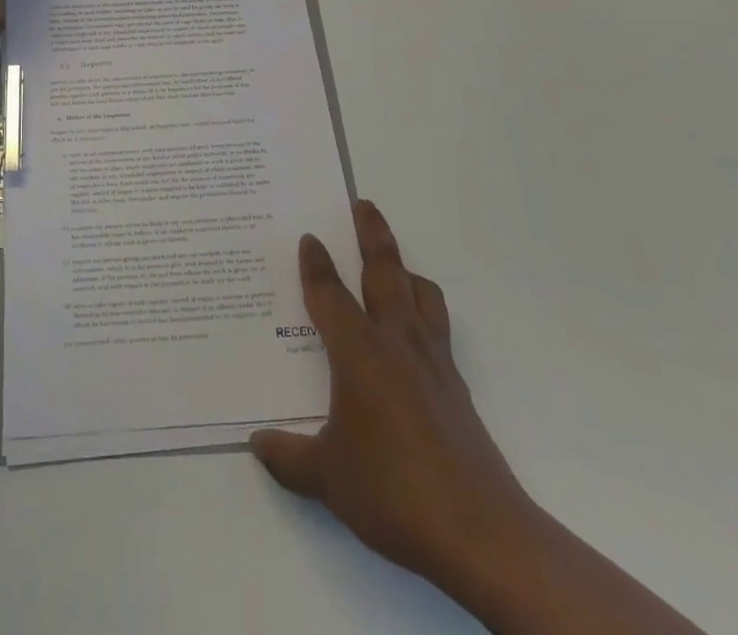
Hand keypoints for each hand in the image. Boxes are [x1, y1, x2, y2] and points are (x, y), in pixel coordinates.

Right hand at [250, 202, 541, 603]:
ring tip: (395, 265)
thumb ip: (288, 456)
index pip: (330, 293)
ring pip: (422, 295)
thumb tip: (256, 442)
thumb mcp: (326, 477)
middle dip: (372, 234)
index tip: (309, 238)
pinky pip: (438, 330)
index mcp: (358, 352)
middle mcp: (397, 343)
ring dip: (406, 270)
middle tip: (363, 204)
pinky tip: (415, 338)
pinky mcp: (457, 388)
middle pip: (385, 271)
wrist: (481, 533)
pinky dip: (425, 314)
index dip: (316, 264)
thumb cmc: (392, 490)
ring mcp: (433, 363)